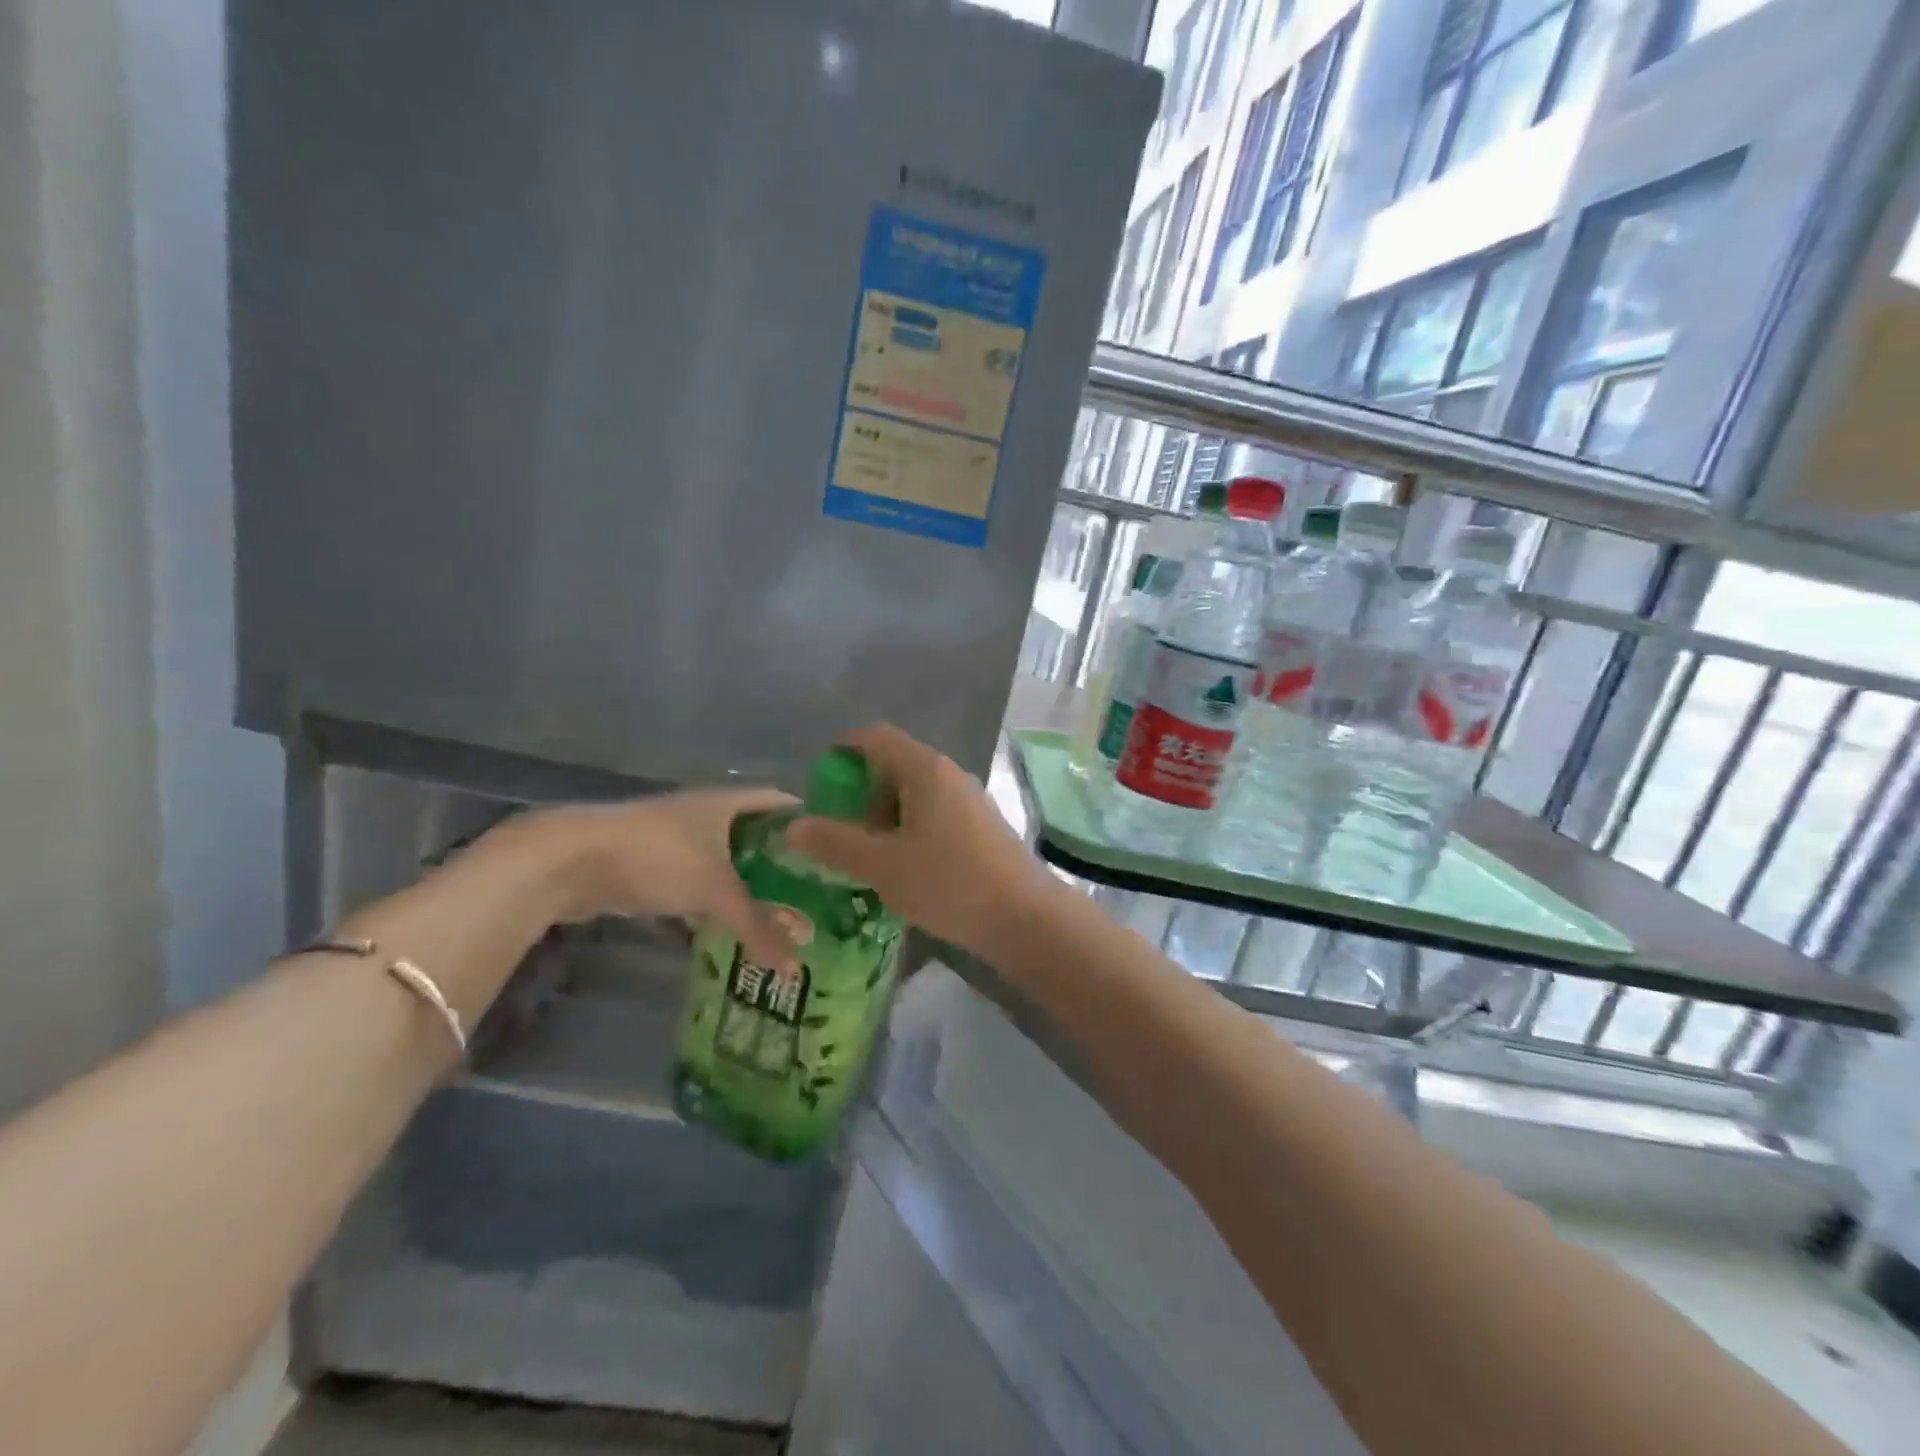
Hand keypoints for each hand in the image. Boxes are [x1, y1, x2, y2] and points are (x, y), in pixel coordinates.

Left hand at [518, 788, 800, 969]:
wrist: (568, 862)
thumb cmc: (657, 857)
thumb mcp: (715, 890)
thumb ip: (758, 927)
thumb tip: (796, 968)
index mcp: (728, 803)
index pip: (783, 803)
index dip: (810, 823)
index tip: (837, 851)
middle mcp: (706, 815)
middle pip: (756, 836)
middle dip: (783, 864)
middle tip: (816, 895)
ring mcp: (676, 840)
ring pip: (725, 863)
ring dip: (748, 886)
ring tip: (781, 916)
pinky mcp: (651, 867)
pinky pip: (698, 883)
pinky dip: (715, 903)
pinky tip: (730, 928)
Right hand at [786, 724, 1049, 956]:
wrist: (1025, 917)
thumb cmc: (949, 883)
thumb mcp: (882, 866)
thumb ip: (835, 843)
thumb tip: (793, 825)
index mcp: (925, 769)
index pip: (875, 737)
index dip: (842, 750)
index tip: (819, 783)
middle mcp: (948, 775)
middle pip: (893, 765)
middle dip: (861, 794)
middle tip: (841, 833)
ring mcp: (969, 800)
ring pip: (914, 794)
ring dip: (884, 818)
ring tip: (870, 859)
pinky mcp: (980, 826)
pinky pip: (933, 815)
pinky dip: (909, 831)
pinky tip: (904, 870)